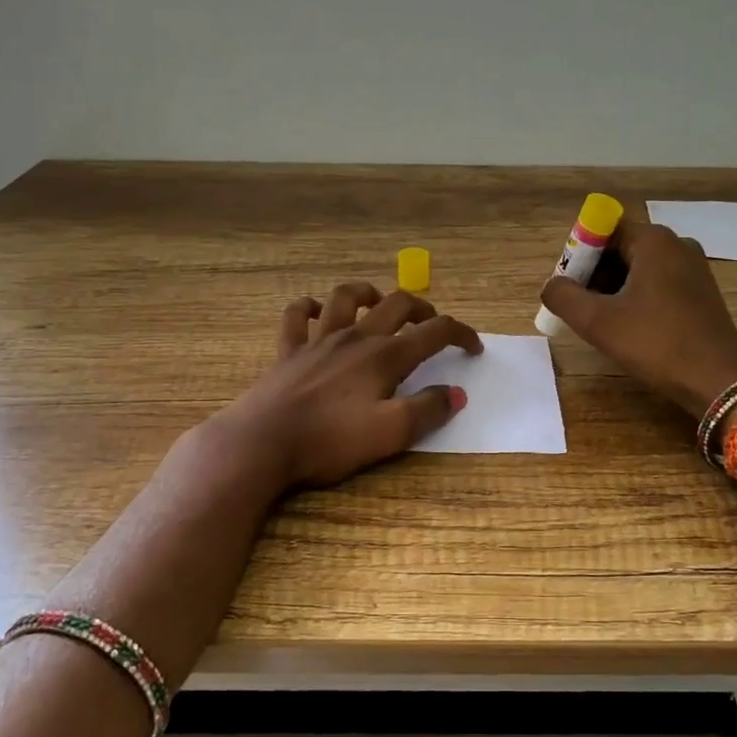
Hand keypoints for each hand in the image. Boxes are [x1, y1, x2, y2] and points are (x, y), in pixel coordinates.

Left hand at [217, 282, 482, 487]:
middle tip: (432, 324)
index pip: (433, 333)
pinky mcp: (288, 351)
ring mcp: (318, 340)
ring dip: (368, 294)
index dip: (460, 334)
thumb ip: (427, 411)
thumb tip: (456, 393)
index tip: (474, 347)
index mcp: (384, 356)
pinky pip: (297, 315)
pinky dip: (309, 307)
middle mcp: (355, 338)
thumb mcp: (390, 434)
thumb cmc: (329, 440)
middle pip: (396, 305)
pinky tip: (317, 312)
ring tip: (379, 303)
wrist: (262, 442)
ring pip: (345, 298)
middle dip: (421, 309)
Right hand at [540, 218, 736, 417]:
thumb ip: (563, 297)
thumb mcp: (598, 322)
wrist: (719, 381)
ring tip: (603, 323)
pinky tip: (630, 328)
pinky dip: (637, 299)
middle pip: (620, 248)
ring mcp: (694, 268)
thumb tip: (551, 286)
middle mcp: (677, 244)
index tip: (569, 288)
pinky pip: (658, 284)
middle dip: (594, 275)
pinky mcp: (701, 292)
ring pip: (639, 268)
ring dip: (614, 290)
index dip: (578, 256)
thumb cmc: (656, 344)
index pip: (602, 230)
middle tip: (581, 309)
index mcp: (653, 240)